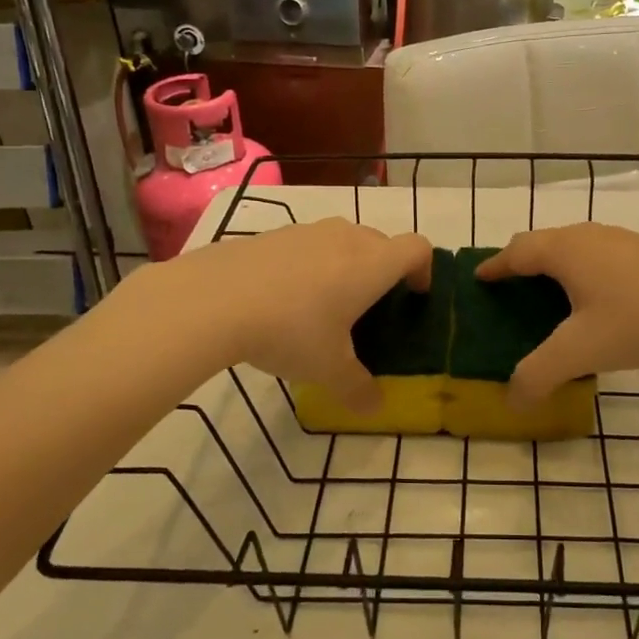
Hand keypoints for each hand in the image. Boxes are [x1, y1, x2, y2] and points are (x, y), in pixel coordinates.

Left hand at [157, 218, 431, 410]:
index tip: (414, 296)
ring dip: (345, 265)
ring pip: (341, 241)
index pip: (417, 248)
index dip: (424, 270)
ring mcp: (306, 231)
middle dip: (384, 271)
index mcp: (372, 264)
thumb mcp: (328, 370)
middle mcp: (346, 238)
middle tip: (369, 309)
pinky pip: (305, 246)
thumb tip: (375, 407)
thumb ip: (358, 389)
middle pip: (381, 242)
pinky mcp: (271, 234)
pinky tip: (282, 300)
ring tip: (323, 305)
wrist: (213, 299)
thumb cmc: (290, 331)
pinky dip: (308, 266)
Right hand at [477, 223, 638, 406]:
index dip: (493, 266)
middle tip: (508, 292)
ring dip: (552, 268)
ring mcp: (619, 241)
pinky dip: (580, 273)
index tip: (478, 279)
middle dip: (520, 264)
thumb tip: (512, 400)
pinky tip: (593, 303)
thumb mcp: (581, 352)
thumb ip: (539, 375)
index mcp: (564, 250)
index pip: (515, 252)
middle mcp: (587, 236)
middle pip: (541, 244)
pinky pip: (596, 256)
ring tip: (546, 299)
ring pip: (571, 248)